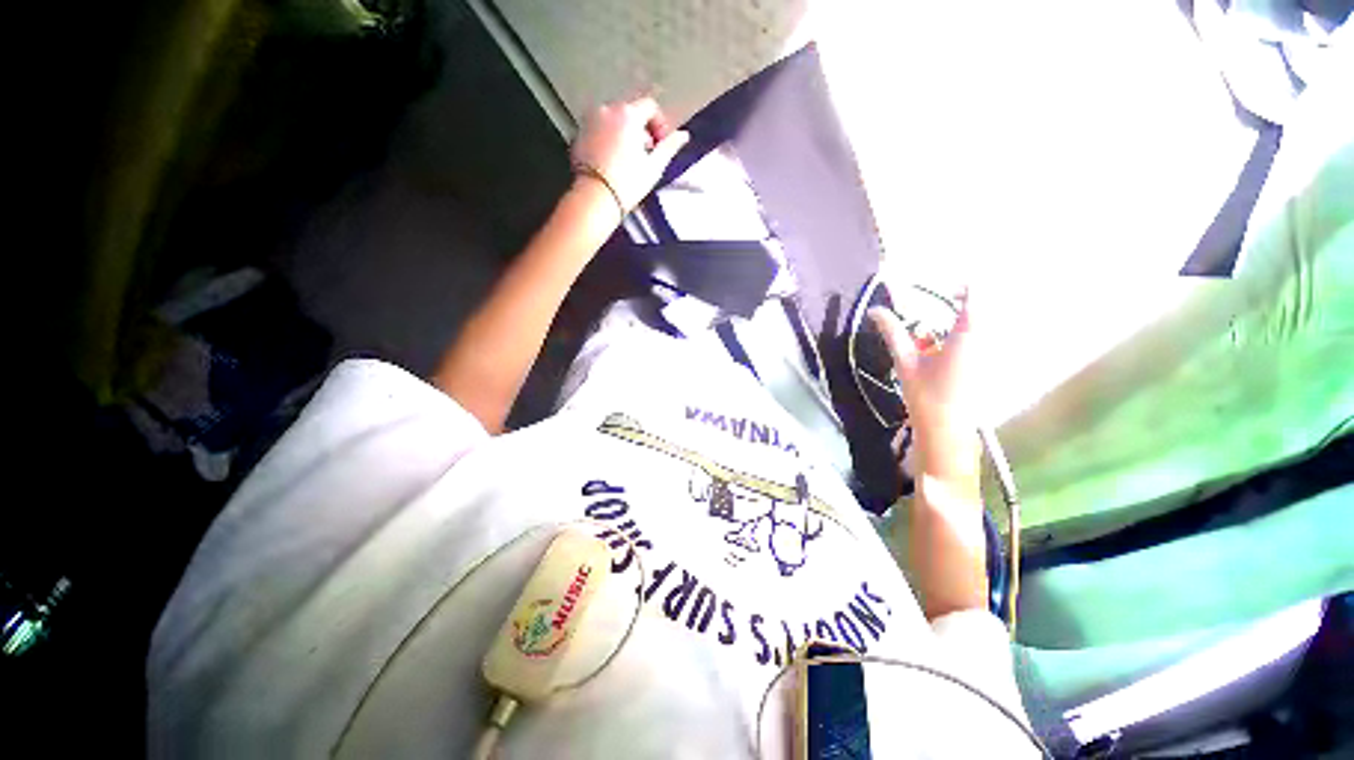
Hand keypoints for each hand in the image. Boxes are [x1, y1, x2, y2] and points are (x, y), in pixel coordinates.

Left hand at [570, 96, 690, 213]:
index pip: (650, 106)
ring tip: (628, 159)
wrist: (595, 198)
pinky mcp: (579, 134)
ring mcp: (589, 120)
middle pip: (630, 112)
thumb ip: (669, 147)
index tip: (660, 146)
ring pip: (614, 121)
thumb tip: (684, 135)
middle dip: (641, 130)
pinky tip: (612, 161)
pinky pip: (599, 129)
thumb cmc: (628, 183)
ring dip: (624, 134)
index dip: (659, 125)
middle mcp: (607, 109)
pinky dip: (608, 139)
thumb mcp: (654, 167)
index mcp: (628, 114)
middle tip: (645, 155)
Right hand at [870, 291, 983, 492]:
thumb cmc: (925, 395)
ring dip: (962, 321)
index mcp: (967, 335)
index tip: (947, 284)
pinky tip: (943, 351)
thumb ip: (892, 332)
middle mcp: (985, 340)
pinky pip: (980, 340)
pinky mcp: (988, 365)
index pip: (976, 295)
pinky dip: (964, 338)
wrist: (946, 430)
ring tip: (940, 330)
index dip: (965, 283)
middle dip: (962, 302)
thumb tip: (875, 311)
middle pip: (981, 308)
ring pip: (982, 325)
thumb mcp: (906, 361)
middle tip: (940, 304)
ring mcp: (990, 354)